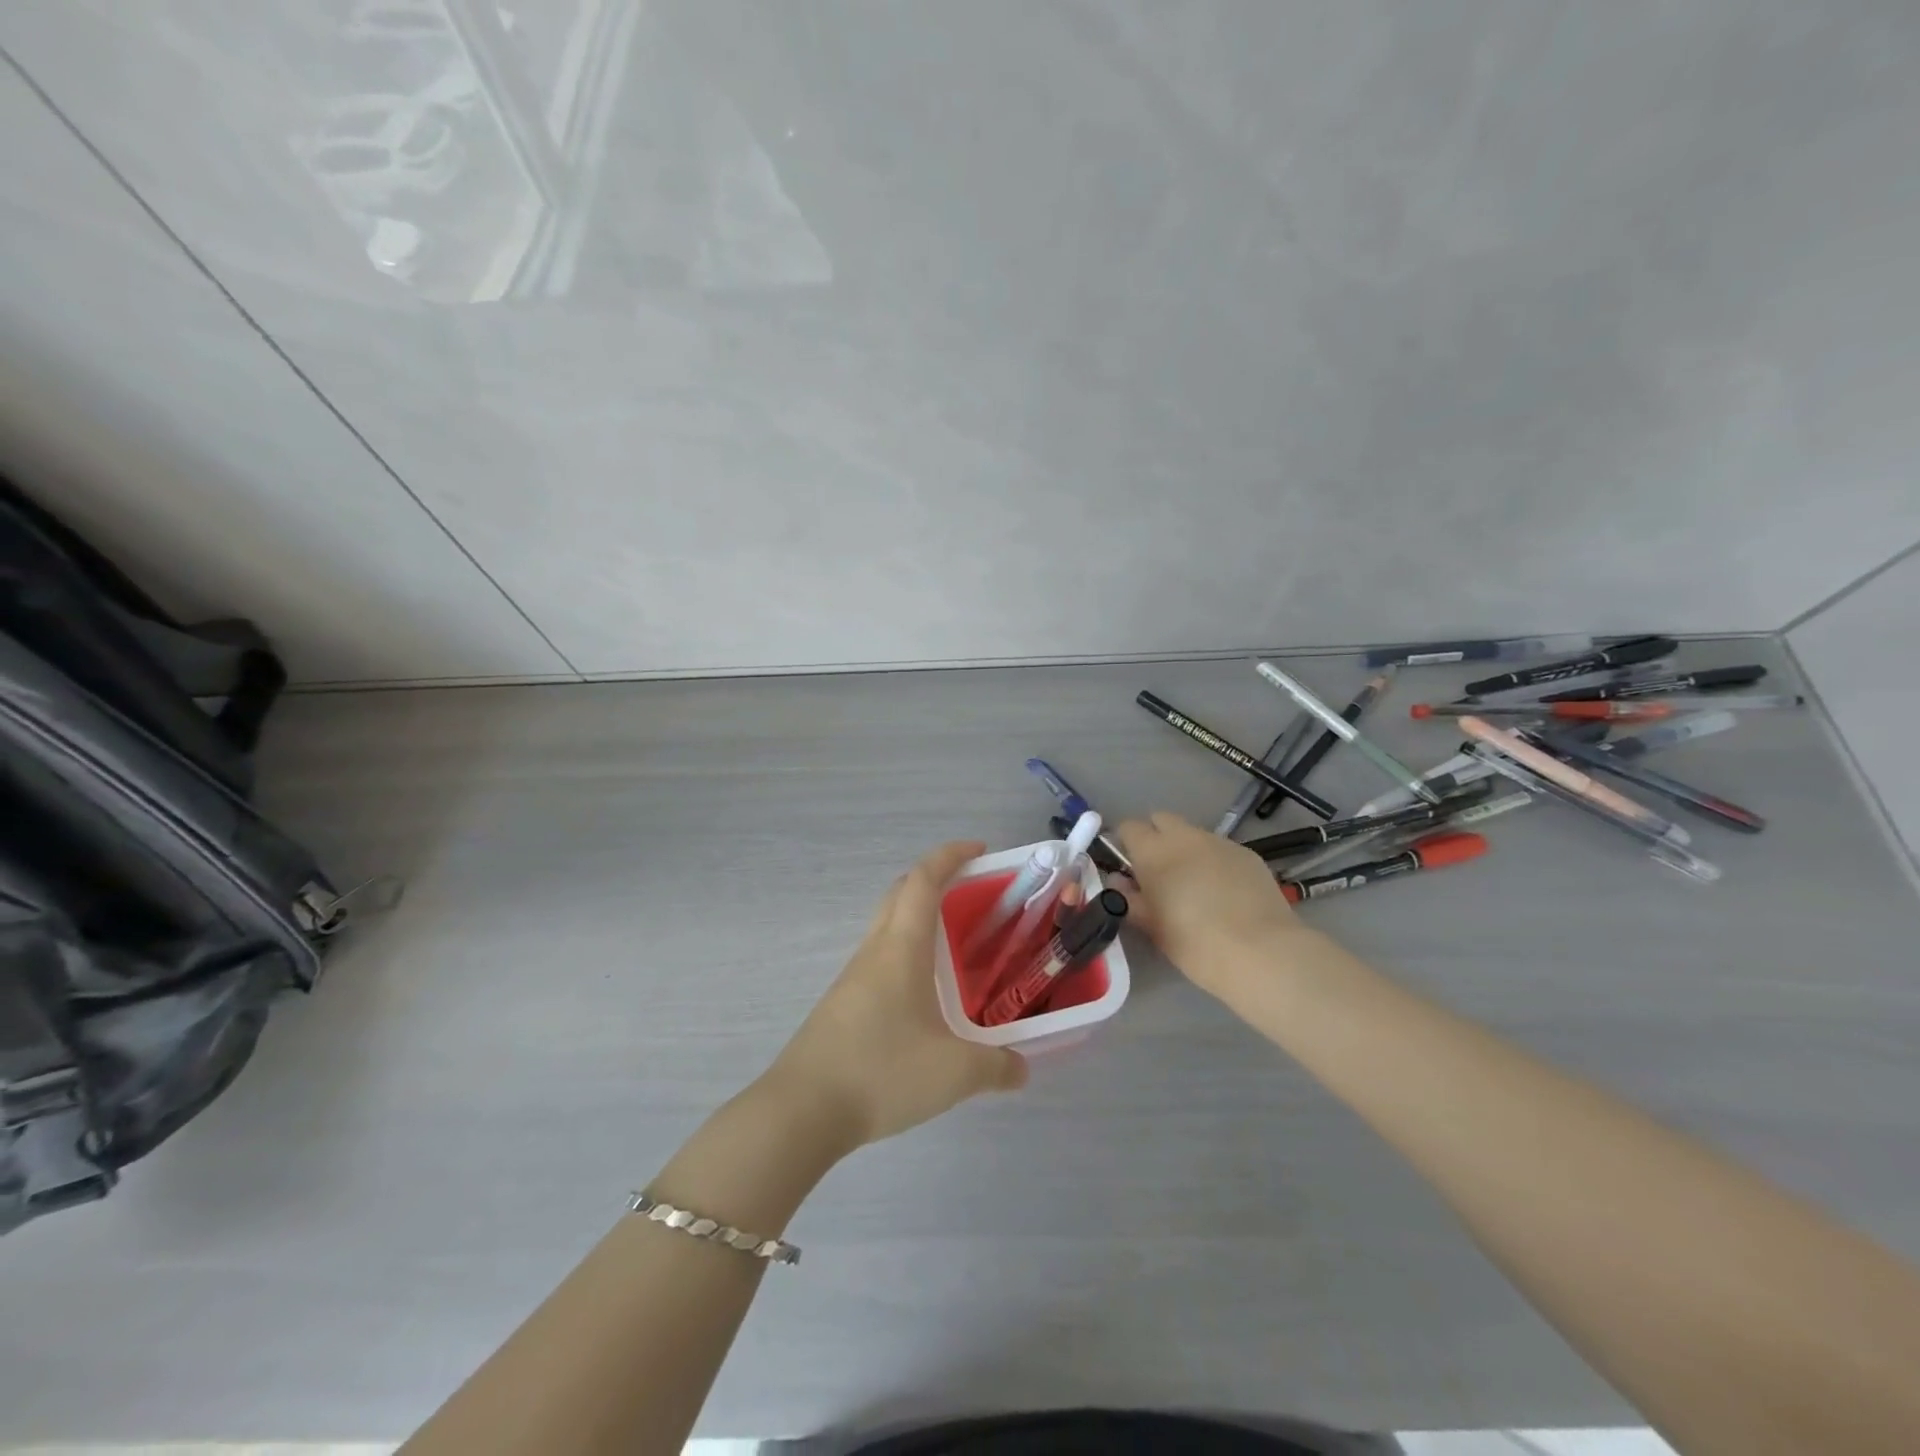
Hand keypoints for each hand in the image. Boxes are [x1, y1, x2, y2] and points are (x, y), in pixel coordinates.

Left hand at [766, 841, 1028, 1147]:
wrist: (802, 1110)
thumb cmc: (882, 1073)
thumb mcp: (955, 1073)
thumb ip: (997, 1067)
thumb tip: (1022, 1068)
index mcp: (901, 947)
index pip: (924, 879)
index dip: (951, 855)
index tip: (980, 849)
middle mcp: (875, 950)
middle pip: (900, 892)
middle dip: (934, 879)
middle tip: (971, 892)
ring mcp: (853, 976)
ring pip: (886, 925)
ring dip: (917, 917)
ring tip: (954, 945)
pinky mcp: (843, 1003)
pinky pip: (879, 958)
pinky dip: (905, 952)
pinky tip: (923, 994)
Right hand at [1114, 811, 1305, 996]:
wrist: (1260, 952)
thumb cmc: (1194, 943)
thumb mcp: (1152, 927)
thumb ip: (1130, 899)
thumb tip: (1119, 882)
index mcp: (1153, 851)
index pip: (1129, 827)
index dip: (1125, 842)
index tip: (1128, 866)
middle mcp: (1184, 837)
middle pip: (1162, 819)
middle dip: (1156, 837)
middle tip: (1159, 871)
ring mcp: (1220, 842)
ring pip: (1194, 834)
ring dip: (1187, 850)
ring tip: (1196, 884)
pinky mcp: (1248, 854)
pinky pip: (1222, 849)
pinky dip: (1215, 862)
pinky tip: (1225, 892)